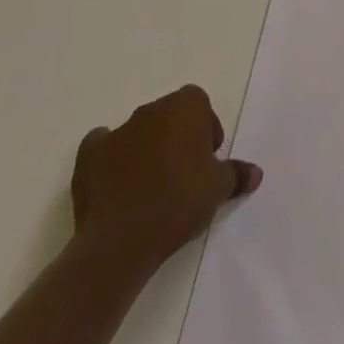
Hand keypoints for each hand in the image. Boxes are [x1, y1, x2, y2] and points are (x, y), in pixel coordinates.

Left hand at [70, 85, 260, 278]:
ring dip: (146, 148)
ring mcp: (117, 131)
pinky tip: (116, 184)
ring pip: (138, 131)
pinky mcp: (88, 156)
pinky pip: (103, 147)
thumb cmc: (179, 202)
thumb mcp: (218, 189)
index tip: (206, 159)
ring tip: (151, 186)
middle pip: (169, 115)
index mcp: (185, 106)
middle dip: (176, 137)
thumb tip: (255, 173)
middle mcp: (151, 110)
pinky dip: (110, 159)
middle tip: (183, 173)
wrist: (121, 240)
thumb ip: (237, 174)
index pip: (199, 103)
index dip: (205, 128)